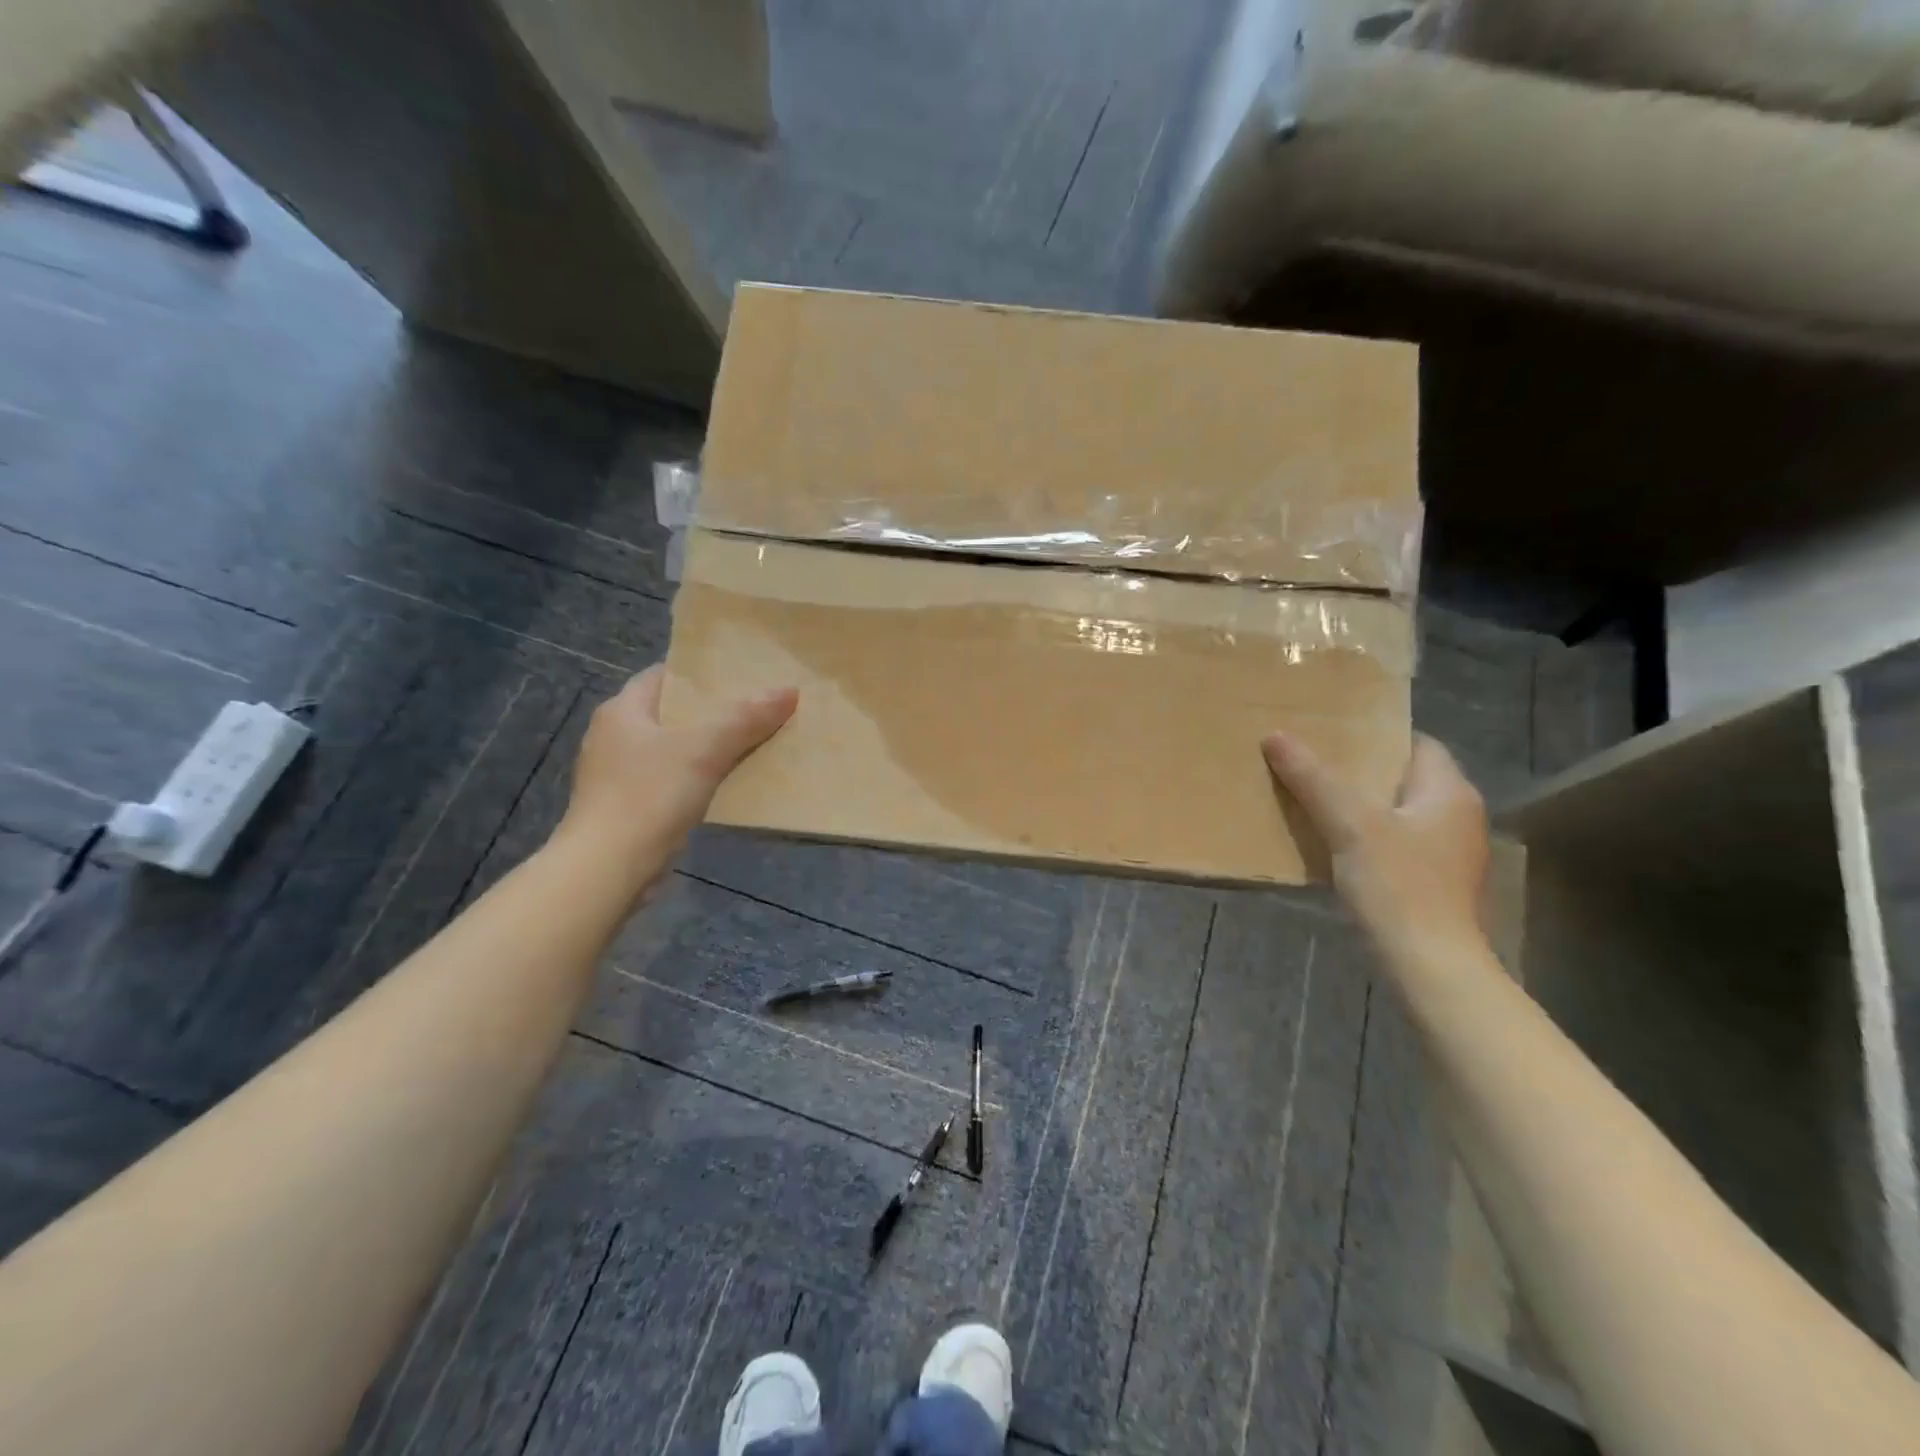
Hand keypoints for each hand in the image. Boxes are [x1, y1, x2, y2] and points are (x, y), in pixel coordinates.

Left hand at [558, 665, 796, 863]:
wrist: (607, 869)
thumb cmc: (648, 796)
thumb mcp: (704, 750)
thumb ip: (745, 718)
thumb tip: (789, 690)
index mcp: (622, 711)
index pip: (664, 676)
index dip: (702, 674)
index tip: (742, 675)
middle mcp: (614, 736)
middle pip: (672, 713)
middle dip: (713, 712)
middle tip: (757, 708)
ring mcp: (618, 775)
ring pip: (674, 749)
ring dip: (708, 747)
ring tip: (753, 743)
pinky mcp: (628, 807)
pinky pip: (671, 781)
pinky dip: (698, 778)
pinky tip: (728, 784)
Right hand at [1263, 731, 1488, 961]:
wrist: (1430, 965)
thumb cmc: (1398, 885)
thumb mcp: (1350, 825)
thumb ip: (1314, 779)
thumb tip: (1275, 735)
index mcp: (1449, 792)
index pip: (1417, 744)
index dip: (1376, 735)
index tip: (1333, 734)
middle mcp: (1457, 816)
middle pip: (1404, 778)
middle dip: (1360, 771)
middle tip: (1312, 762)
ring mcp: (1448, 853)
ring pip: (1397, 813)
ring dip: (1360, 806)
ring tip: (1313, 798)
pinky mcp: (1434, 883)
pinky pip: (1396, 844)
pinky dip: (1366, 837)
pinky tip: (1332, 844)